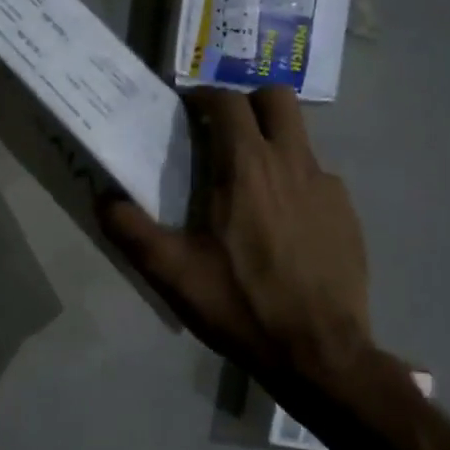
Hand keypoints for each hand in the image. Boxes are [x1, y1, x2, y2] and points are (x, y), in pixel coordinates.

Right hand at [104, 86, 374, 394]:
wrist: (318, 353)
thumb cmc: (239, 304)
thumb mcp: (171, 272)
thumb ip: (130, 230)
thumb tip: (103, 199)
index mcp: (246, 167)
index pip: (228, 102)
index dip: (203, 97)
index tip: (184, 111)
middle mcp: (292, 163)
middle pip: (276, 98)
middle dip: (246, 102)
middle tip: (220, 131)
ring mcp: (327, 186)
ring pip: (299, 136)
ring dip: (270, 140)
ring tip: (245, 181)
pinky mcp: (347, 213)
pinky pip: (316, 176)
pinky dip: (292, 180)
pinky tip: (278, 222)